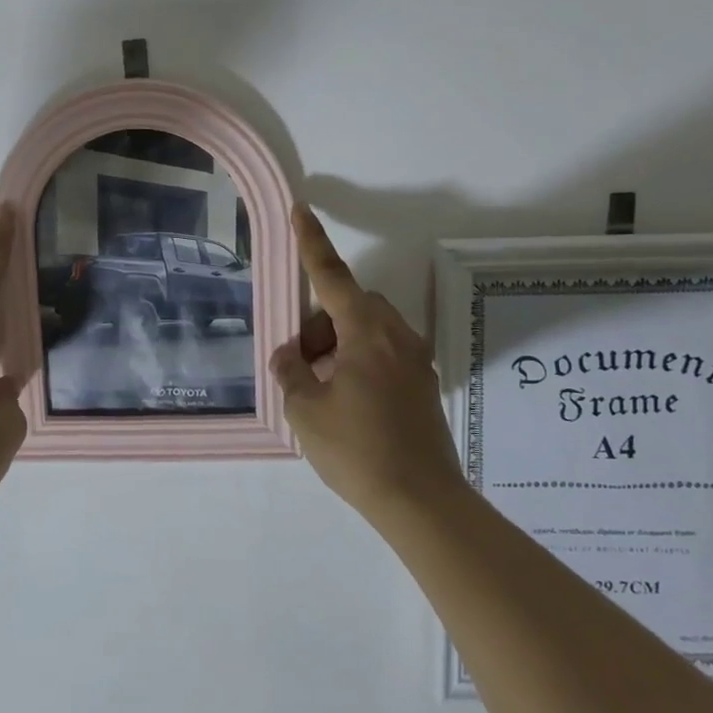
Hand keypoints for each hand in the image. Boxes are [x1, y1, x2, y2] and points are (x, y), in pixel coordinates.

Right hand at [270, 205, 462, 516]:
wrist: (421, 502)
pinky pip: (383, 355)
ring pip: (368, 331)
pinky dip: (358, 363)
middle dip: (321, 323)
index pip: (333, 276)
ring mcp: (415, 362)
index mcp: (367, 334)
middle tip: (301, 363)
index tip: (301, 210)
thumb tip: (290, 356)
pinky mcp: (422, 387)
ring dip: (339, 345)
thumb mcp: (305, 411)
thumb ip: (290, 372)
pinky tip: (345, 404)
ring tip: (320, 391)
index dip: (312, 243)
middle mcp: (397, 338)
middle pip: (351, 306)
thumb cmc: (357, 449)